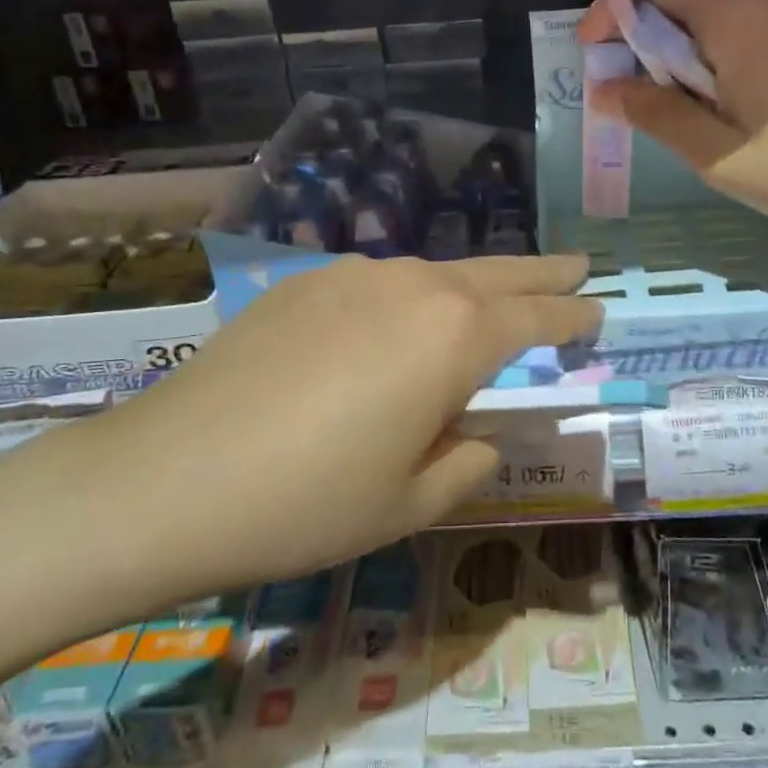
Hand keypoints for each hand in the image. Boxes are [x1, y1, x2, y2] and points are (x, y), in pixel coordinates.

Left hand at [0, 253, 599, 621]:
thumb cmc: (310, 501)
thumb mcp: (410, 501)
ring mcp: (354, 276)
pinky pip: (378, 284)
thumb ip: (466, 461)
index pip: (535, 316)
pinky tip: (391, 327)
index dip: (571, 314)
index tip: (596, 310)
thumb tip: (477, 436)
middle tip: (577, 266)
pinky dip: (408, 298)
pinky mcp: (304, 281)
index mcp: (454, 335)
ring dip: (470, 285)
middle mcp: (413, 285)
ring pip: (434, 273)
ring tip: (486, 302)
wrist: (171, 476)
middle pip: (496, 271)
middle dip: (542, 271)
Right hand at [577, 0, 767, 165]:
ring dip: (683, 46)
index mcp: (735, 8)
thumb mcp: (719, 154)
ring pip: (716, 5)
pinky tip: (734, 104)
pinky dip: (720, 50)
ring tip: (687, 109)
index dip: (610, 3)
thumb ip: (656, 113)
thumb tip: (608, 88)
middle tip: (638, 95)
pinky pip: (751, 20)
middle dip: (644, 32)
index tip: (599, 55)